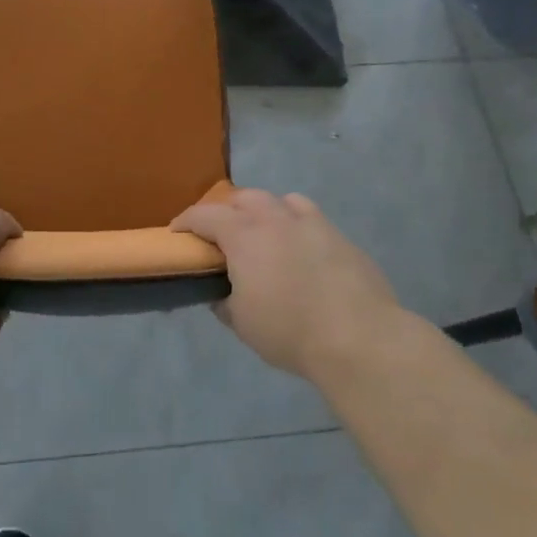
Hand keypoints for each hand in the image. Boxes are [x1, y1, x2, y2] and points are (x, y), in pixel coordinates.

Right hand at [173, 189, 401, 381]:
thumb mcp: (242, 323)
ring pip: (281, 200)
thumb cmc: (289, 331)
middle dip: (227, 211)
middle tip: (222, 234)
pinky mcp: (341, 237)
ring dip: (265, 211)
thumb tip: (220, 293)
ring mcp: (312, 223)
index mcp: (244, 235)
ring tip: (265, 233)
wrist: (359, 338)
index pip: (205, 215)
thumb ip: (224, 301)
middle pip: (244, 198)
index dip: (186, 221)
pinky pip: (312, 218)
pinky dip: (297, 225)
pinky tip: (301, 248)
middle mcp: (275, 218)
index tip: (177, 232)